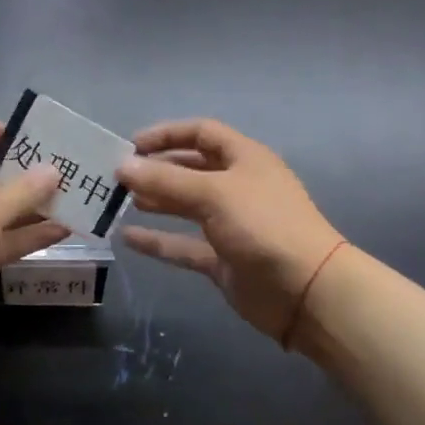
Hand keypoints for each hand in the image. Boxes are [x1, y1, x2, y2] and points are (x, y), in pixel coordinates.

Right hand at [117, 119, 342, 342]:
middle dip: (157, 169)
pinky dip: (158, 241)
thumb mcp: (214, 193)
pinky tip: (128, 239)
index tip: (131, 145)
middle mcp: (237, 186)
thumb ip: (166, 180)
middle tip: (118, 177)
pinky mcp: (222, 259)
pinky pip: (184, 245)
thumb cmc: (263, 226)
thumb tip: (123, 165)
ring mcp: (230, 224)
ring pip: (186, 206)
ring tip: (121, 201)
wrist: (306, 291)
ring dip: (156, 201)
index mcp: (244, 158)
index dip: (167, 135)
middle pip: (191, 169)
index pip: (201, 133)